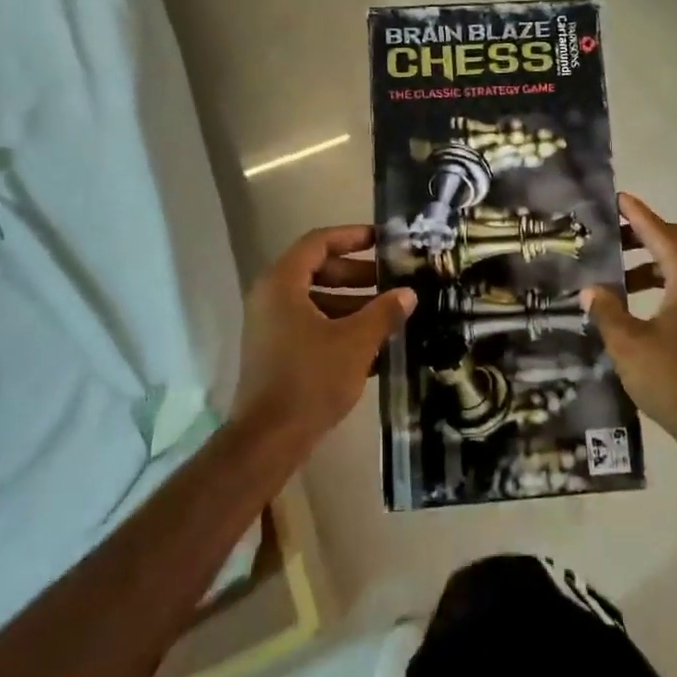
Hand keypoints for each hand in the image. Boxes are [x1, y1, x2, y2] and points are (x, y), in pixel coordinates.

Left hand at [234, 226, 414, 443]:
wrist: (268, 440)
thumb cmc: (311, 379)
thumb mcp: (356, 342)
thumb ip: (384, 312)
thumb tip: (407, 293)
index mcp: (283, 283)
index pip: (319, 243)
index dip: (352, 236)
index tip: (383, 240)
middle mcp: (271, 298)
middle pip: (318, 270)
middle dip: (358, 274)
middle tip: (392, 280)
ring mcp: (271, 326)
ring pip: (317, 300)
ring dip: (353, 303)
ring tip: (390, 314)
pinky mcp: (276, 352)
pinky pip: (311, 325)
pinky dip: (339, 326)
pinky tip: (374, 344)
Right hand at [582, 194, 676, 447]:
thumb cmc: (673, 379)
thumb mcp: (628, 344)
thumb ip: (607, 310)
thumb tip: (592, 289)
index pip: (662, 233)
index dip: (639, 215)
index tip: (618, 198)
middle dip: (646, 234)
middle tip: (613, 235)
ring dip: (653, 260)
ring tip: (618, 272)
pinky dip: (664, 281)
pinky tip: (639, 301)